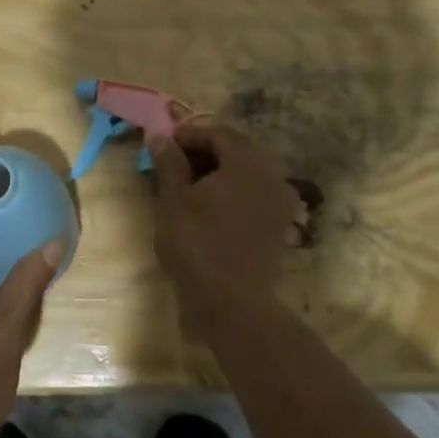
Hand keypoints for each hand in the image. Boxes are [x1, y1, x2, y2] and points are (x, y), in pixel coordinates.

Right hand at [146, 124, 301, 309]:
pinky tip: (211, 207)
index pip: (219, 133)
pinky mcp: (280, 224)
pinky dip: (234, 191)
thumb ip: (169, 162)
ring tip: (189, 188)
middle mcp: (271, 174)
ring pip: (248, 172)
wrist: (233, 304)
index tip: (164, 147)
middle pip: (237, 150)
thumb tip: (158, 134)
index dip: (189, 135)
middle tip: (174, 166)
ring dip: (219, 172)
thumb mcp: (173, 200)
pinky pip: (256, 193)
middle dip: (205, 152)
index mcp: (247, 162)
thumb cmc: (197, 245)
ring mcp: (280, 201)